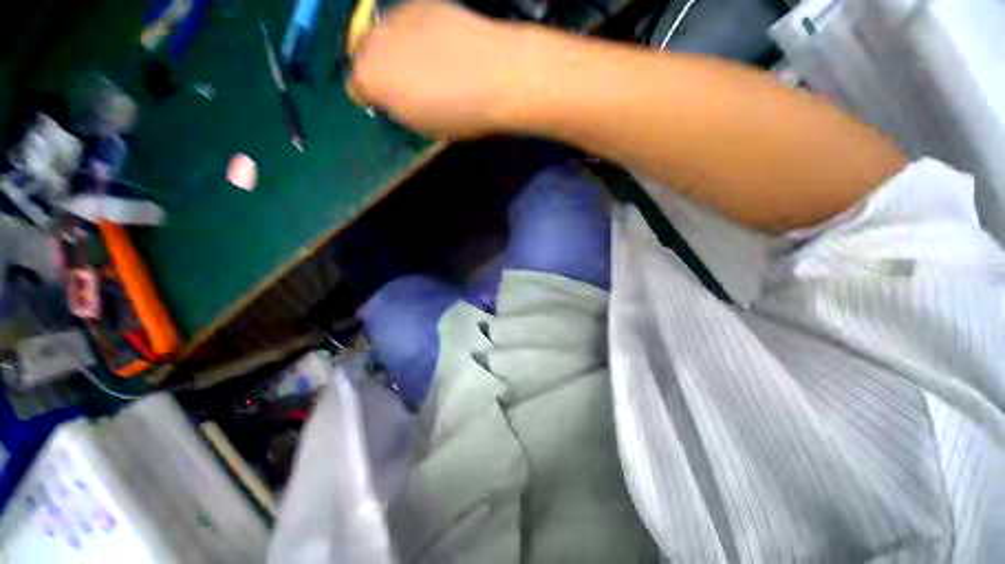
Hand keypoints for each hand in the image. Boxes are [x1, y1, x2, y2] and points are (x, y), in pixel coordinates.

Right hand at [348, 1, 527, 138]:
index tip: (392, 105)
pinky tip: (443, 45)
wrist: (496, 75)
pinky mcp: (421, 3)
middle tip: (409, 83)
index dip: (374, 99)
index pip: (356, 89)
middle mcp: (373, 40)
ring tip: (429, 63)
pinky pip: (409, 21)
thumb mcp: (424, 126)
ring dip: (398, 49)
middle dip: (381, 70)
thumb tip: (397, 99)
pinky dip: (418, 34)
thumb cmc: (459, 113)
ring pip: (385, 35)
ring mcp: (396, 15)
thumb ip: (400, 110)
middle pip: (365, 56)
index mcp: (371, 79)